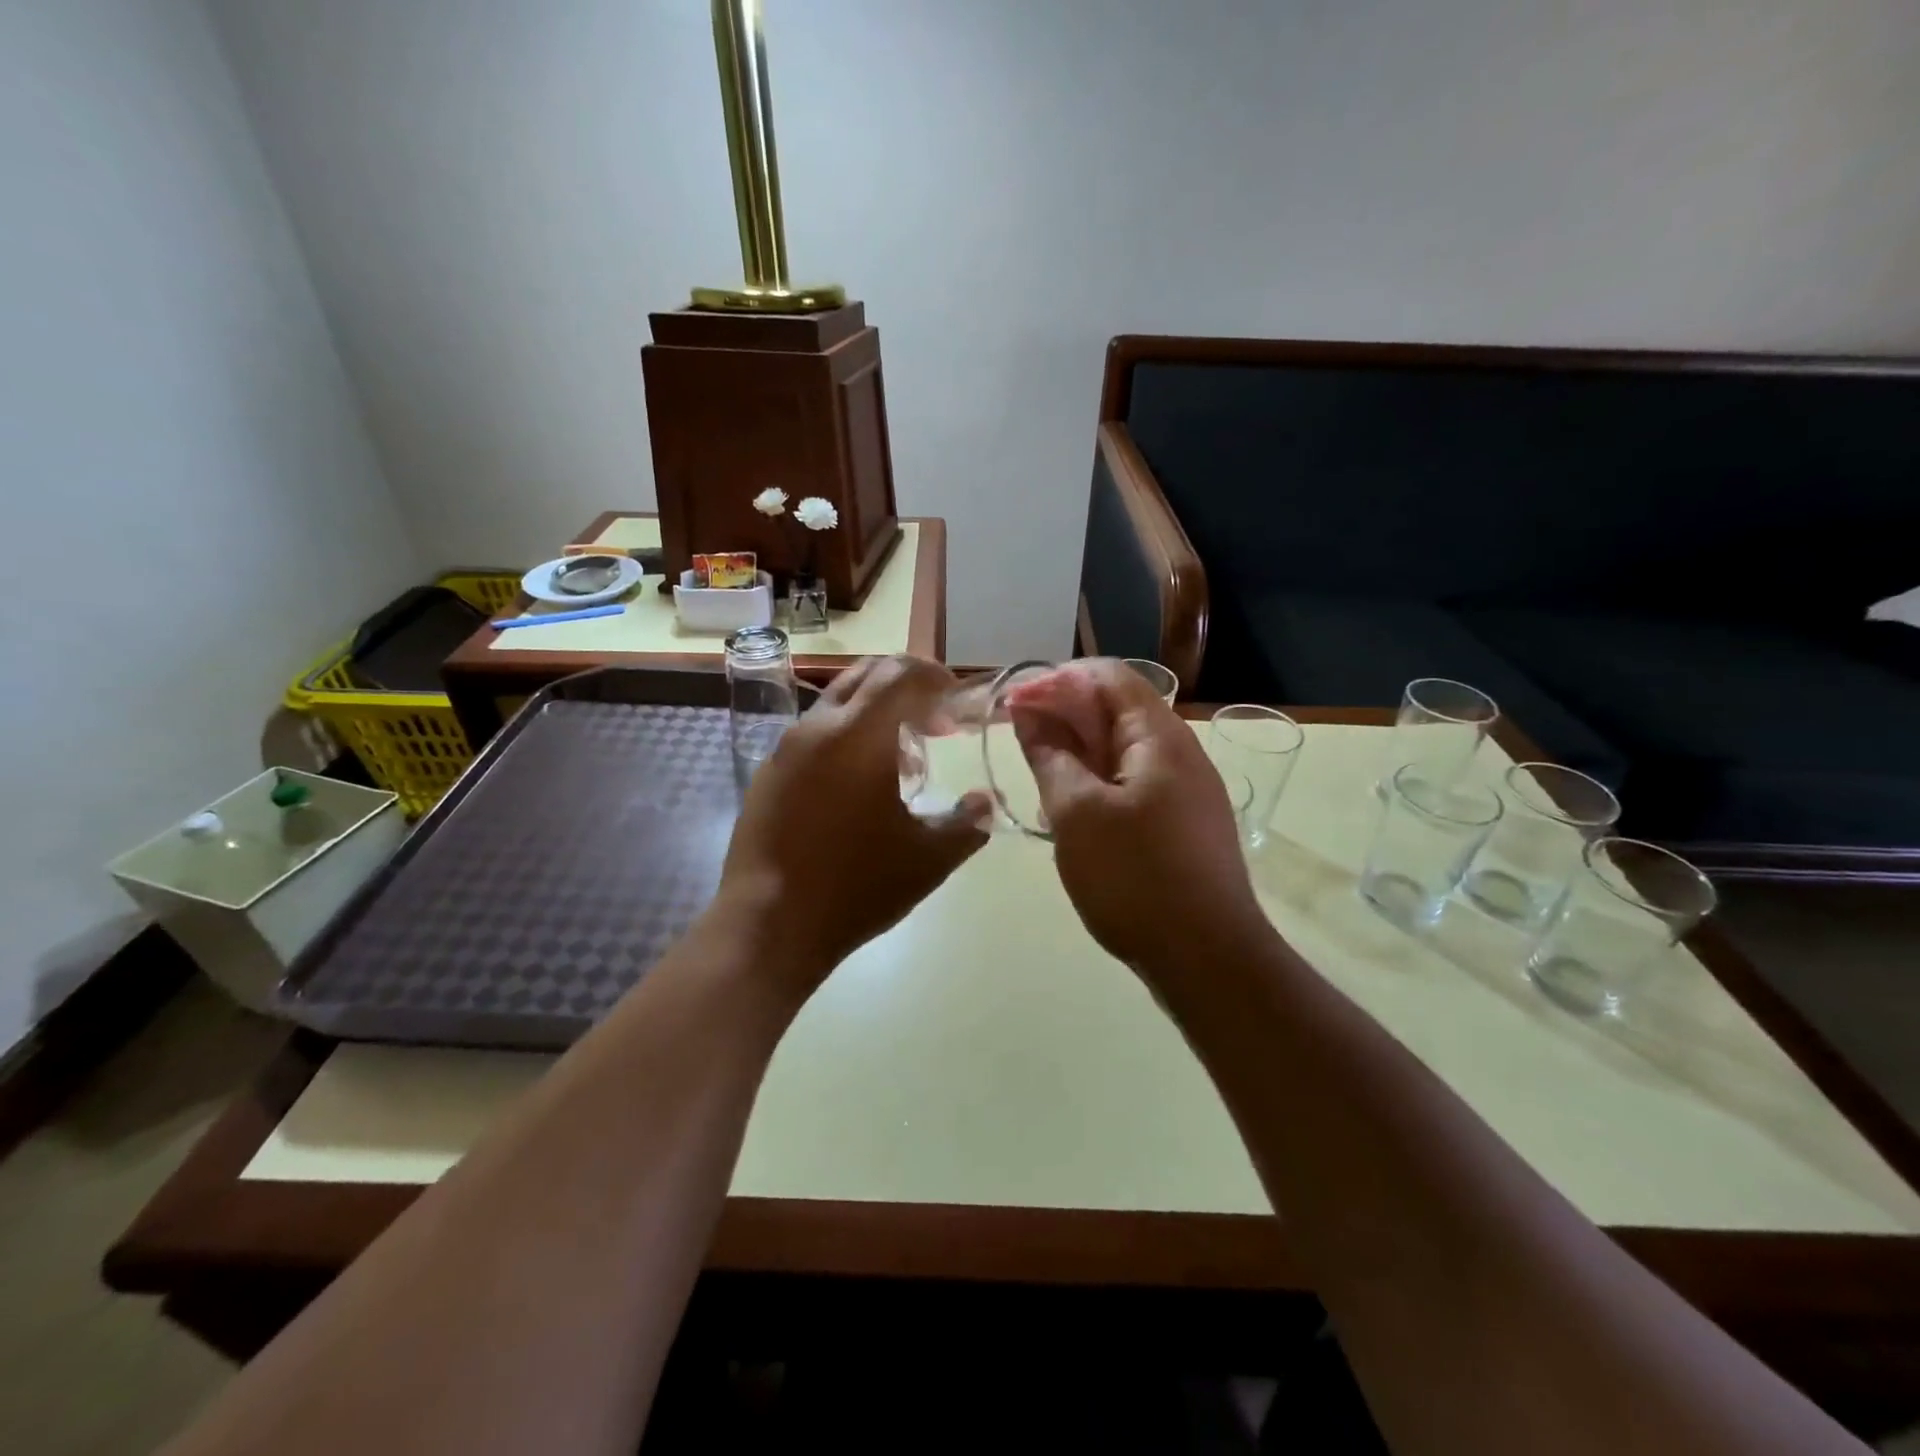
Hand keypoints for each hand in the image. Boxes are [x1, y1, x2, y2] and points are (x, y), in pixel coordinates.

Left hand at [715, 655, 989, 993]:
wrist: (769, 927)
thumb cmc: (856, 887)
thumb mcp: (928, 859)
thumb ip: (968, 823)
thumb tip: (987, 801)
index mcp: (857, 735)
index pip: (900, 673)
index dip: (934, 677)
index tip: (957, 701)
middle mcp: (816, 728)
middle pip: (865, 675)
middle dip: (906, 687)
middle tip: (936, 723)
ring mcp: (785, 750)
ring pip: (837, 705)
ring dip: (876, 716)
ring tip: (905, 763)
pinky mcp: (768, 775)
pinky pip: (814, 736)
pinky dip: (847, 740)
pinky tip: (861, 789)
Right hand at [1010, 659, 1269, 982]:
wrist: (1207, 959)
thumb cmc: (1135, 877)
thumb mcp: (1077, 813)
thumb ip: (1050, 756)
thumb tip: (1028, 712)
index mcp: (1159, 737)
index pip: (1108, 677)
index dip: (1057, 680)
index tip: (1014, 704)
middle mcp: (1178, 753)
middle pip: (1116, 710)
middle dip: (1063, 715)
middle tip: (1018, 739)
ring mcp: (1184, 791)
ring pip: (1121, 750)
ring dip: (1077, 751)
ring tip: (1038, 774)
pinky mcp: (1180, 825)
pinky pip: (1132, 784)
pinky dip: (1095, 782)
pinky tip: (1069, 809)